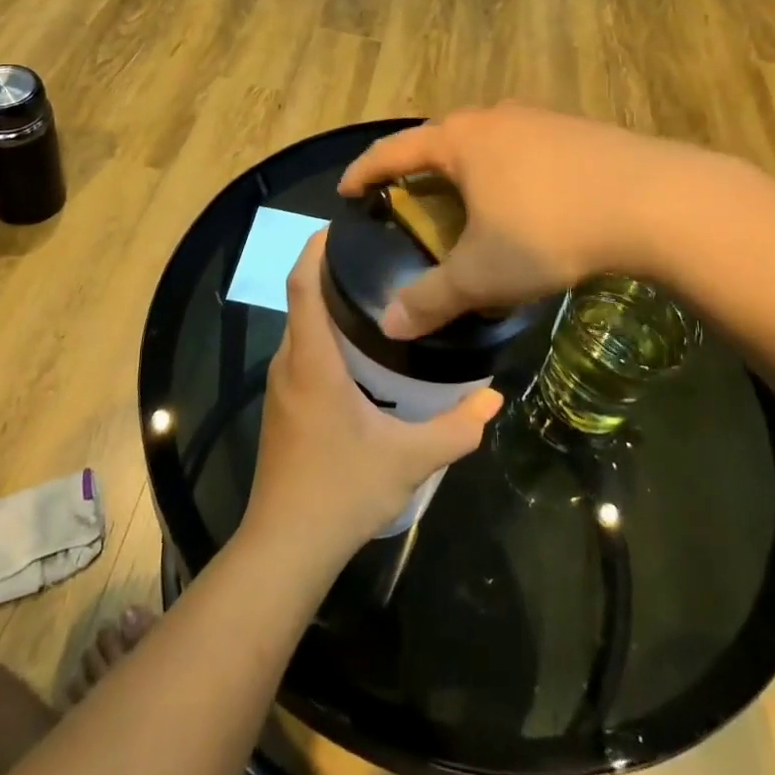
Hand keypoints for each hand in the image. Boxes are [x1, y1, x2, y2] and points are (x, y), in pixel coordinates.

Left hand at [245, 234, 502, 563]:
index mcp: (312, 362)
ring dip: (328, 308)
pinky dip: (324, 338)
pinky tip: (360, 355)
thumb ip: (456, 428)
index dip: (314, 250)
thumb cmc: (341, 490)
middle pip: (302, 302)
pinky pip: (301, 355)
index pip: (302, 287)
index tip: (340, 226)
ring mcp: (281, 388)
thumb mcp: (410, 459)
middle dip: (331, 274)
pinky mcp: (283, 409)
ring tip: (376, 298)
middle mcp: (289, 365)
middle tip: (379, 259)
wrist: (285, 547)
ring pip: (301, 331)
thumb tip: (492, 399)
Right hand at [338, 103, 696, 338]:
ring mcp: (540, 118)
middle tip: (408, 205)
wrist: (655, 202)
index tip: (346, 190)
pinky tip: (525, 203)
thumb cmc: (550, 230)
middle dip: (418, 172)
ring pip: (486, 144)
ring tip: (467, 205)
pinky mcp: (577, 131)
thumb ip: (432, 298)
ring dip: (467, 171)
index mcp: (459, 140)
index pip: (393, 151)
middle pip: (439, 141)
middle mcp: (494, 117)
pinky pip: (523, 150)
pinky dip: (507, 173)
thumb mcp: (483, 273)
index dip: (364, 171)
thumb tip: (390, 323)